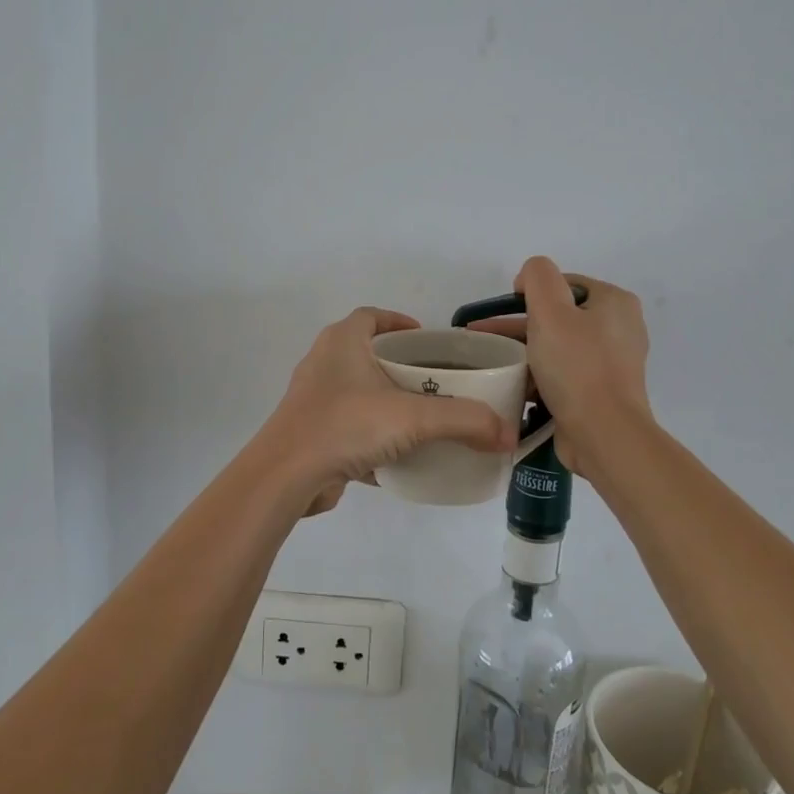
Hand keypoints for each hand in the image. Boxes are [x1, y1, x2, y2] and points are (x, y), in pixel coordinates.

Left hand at [265, 308, 516, 517]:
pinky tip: (399, 456)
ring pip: (357, 393)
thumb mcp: (413, 418)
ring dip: (386, 402)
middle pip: (366, 354)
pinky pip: (349, 427)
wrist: (286, 477)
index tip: (426, 339)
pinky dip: (373, 436)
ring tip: (422, 417)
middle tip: (435, 381)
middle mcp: (323, 364)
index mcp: (341, 342)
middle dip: (399, 366)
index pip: (371, 316)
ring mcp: (313, 401)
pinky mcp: (311, 434)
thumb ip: (464, 421)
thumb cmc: (345, 426)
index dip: (398, 322)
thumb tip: (507, 434)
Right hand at [467, 258, 652, 480]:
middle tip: (483, 338)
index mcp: (615, 303)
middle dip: (518, 325)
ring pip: (557, 347)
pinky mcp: (600, 393)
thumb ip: (537, 277)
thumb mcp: (550, 310)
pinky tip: (511, 385)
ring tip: (490, 363)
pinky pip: (563, 375)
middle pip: (559, 316)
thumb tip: (528, 279)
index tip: (503, 312)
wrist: (604, 435)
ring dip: (524, 352)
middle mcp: (619, 329)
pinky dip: (538, 376)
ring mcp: (612, 364)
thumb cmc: (577, 367)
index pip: (564, 284)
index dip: (530, 292)